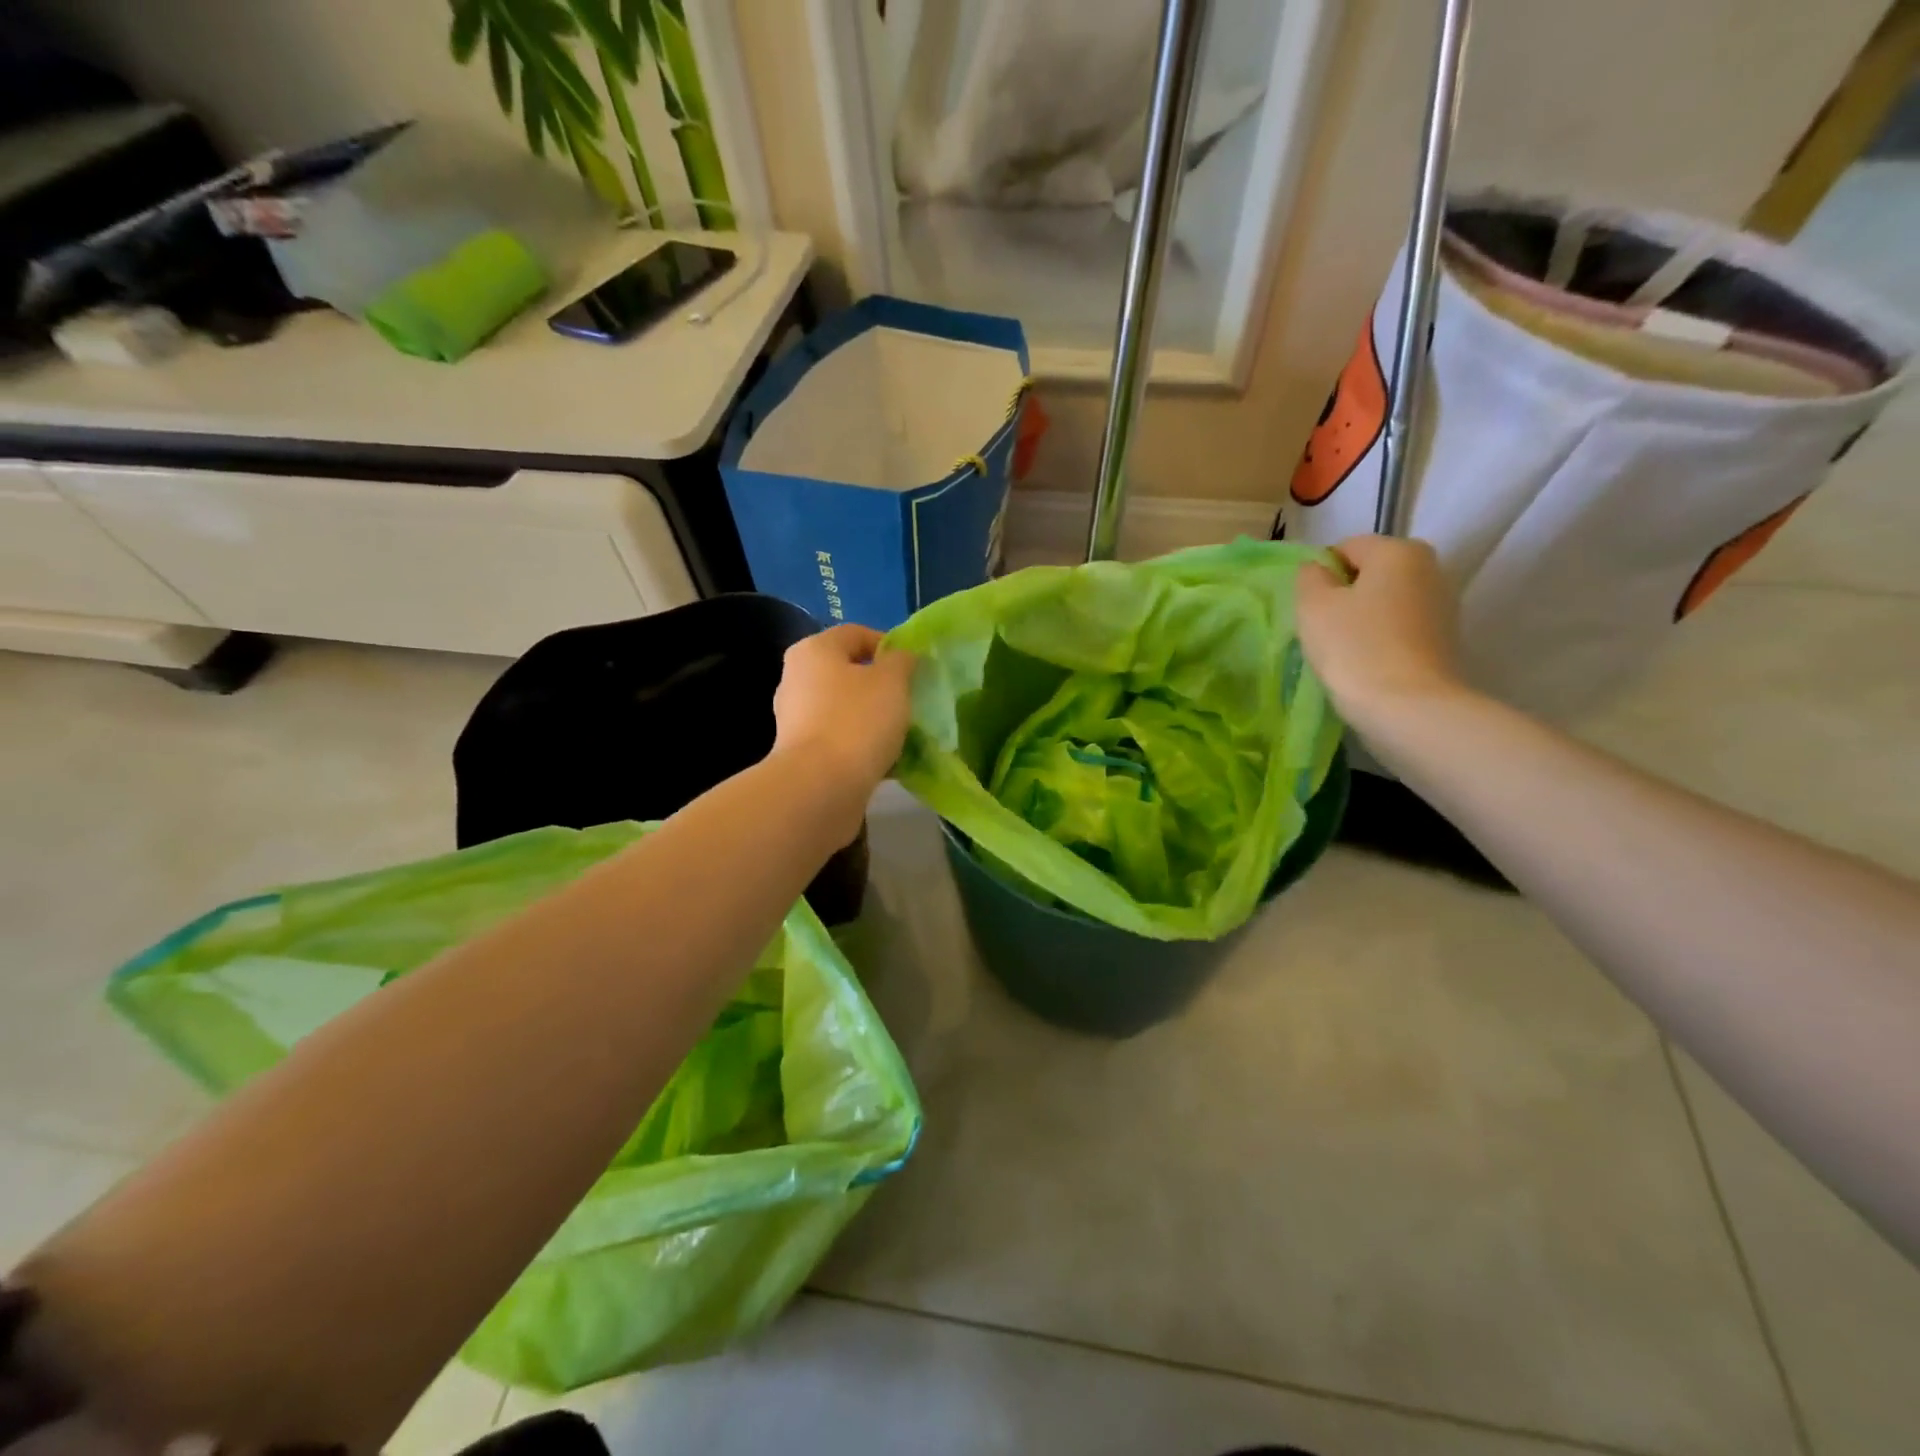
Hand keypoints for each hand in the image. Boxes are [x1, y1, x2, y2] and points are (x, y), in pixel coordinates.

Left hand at [772, 623, 916, 796]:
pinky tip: (885, 759)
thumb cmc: (857, 721)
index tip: (914, 668)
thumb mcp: (892, 681)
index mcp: (814, 650)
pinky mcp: (801, 753)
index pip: (856, 634)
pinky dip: (860, 743)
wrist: (820, 787)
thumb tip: (900, 657)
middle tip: (910, 700)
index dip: (889, 645)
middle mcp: (796, 678)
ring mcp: (795, 718)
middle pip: (847, 672)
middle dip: (880, 685)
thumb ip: (901, 661)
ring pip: (843, 708)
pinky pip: (838, 738)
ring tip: (901, 733)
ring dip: (871, 717)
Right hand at [1296, 535, 1466, 730]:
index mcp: (1399, 550)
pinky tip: (1367, 663)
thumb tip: (1318, 571)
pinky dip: (1381, 639)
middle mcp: (1430, 568)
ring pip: (1386, 602)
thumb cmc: (1355, 648)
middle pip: (1371, 574)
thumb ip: (1309, 577)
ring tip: (1344, 650)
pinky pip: (1400, 628)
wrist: (1408, 708)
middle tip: (1323, 629)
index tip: (1310, 608)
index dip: (1320, 574)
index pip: (1345, 548)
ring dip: (1363, 619)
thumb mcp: (1313, 606)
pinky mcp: (1446, 640)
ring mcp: (1443, 605)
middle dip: (1344, 595)